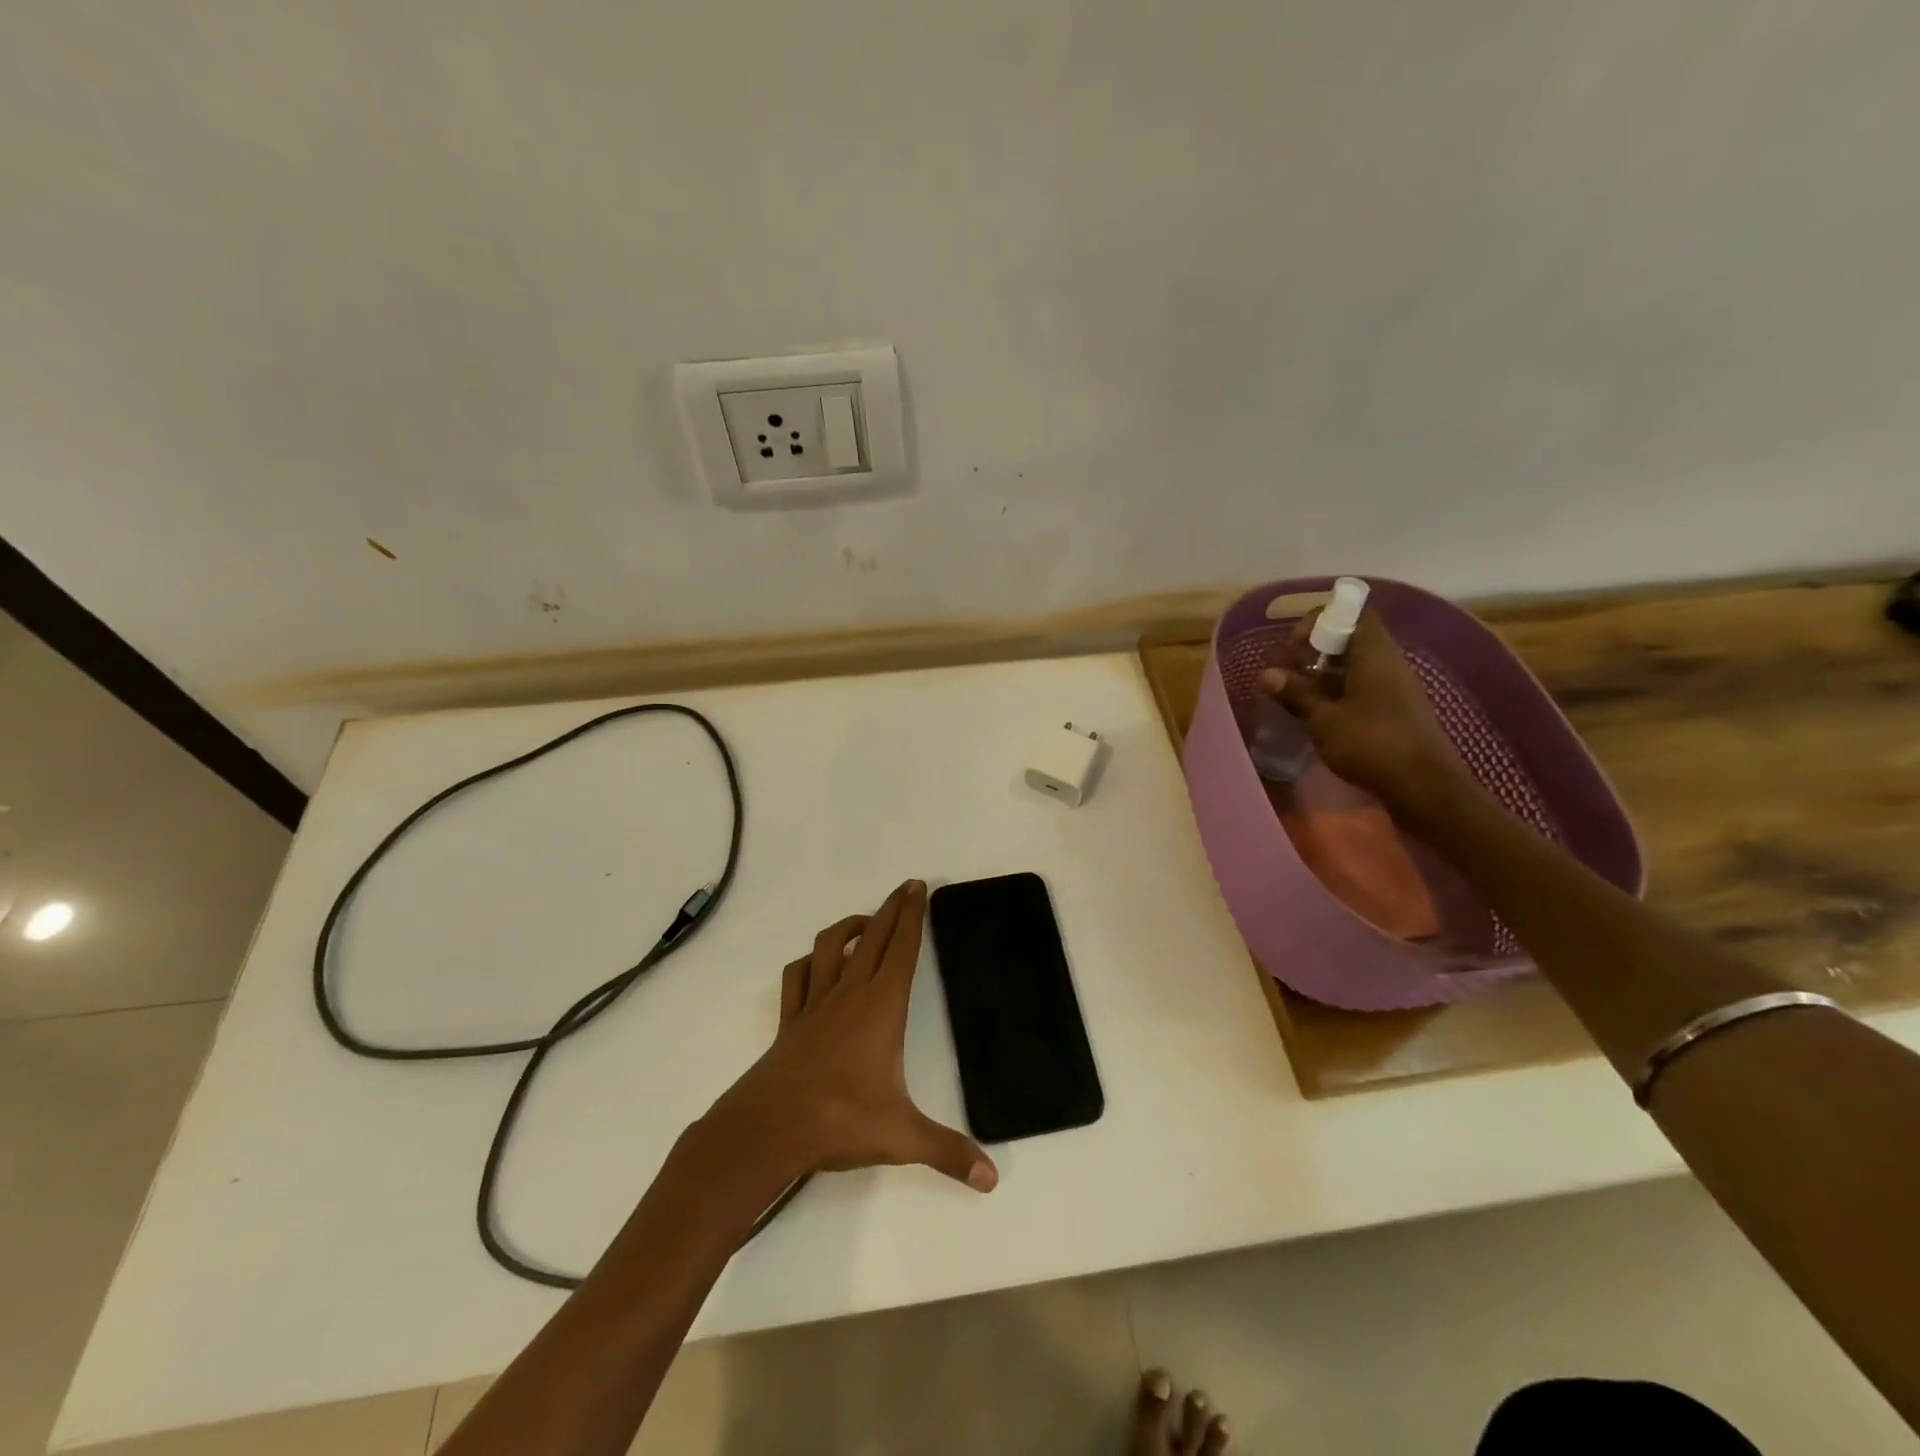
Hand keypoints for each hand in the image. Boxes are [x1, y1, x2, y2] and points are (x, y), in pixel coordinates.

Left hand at [701, 879, 997, 1193]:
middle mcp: (850, 993)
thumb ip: (947, 1152)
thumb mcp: (901, 1136)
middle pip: (874, 937)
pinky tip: (816, 964)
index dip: (913, 916)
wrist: (768, 1129)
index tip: (918, 887)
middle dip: (892, 908)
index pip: (903, 949)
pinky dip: (810, 962)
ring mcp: (815, 1004)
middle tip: (905, 888)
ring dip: (850, 926)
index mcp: (882, 1006)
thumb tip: (991, 1179)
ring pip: (832, 946)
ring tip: (866, 921)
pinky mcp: (790, 1021)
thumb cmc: (839, 1120)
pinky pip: (799, 977)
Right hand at [1259, 606, 1465, 817]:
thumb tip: (1267, 674)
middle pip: (1352, 639)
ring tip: (1293, 692)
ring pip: (1355, 666)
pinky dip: (1336, 693)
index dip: (1321, 619)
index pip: (1353, 612)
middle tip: (1286, 669)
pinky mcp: (1394, 712)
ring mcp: (1394, 688)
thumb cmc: (1371, 744)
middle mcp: (1388, 663)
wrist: (1423, 787)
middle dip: (1316, 649)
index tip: (1294, 644)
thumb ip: (1296, 693)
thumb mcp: (1323, 719)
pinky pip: (1362, 688)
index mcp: (1374, 654)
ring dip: (1323, 674)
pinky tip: (1315, 713)